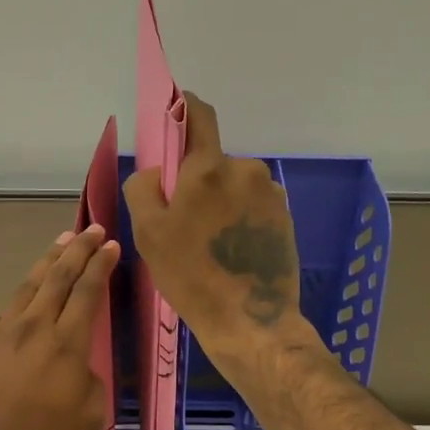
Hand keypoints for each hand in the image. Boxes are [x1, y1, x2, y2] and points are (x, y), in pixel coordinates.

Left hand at [0, 224, 119, 429]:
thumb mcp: (89, 419)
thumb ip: (91, 383)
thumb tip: (78, 367)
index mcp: (65, 343)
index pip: (87, 291)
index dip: (100, 265)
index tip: (110, 245)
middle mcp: (33, 327)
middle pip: (58, 277)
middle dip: (78, 250)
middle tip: (90, 229)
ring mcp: (1, 332)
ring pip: (28, 286)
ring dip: (47, 261)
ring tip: (60, 242)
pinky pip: (6, 311)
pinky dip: (22, 296)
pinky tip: (26, 296)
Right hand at [123, 94, 306, 365]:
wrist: (251, 321)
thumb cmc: (191, 277)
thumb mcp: (149, 234)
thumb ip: (144, 188)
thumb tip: (158, 171)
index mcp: (209, 169)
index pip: (200, 116)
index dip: (184, 108)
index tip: (174, 112)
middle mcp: (245, 170)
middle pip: (213, 161)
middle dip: (196, 180)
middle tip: (184, 221)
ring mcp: (270, 194)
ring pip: (233, 185)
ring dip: (220, 201)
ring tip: (210, 243)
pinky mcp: (284, 217)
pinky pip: (252, 205)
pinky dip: (239, 218)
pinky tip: (232, 251)